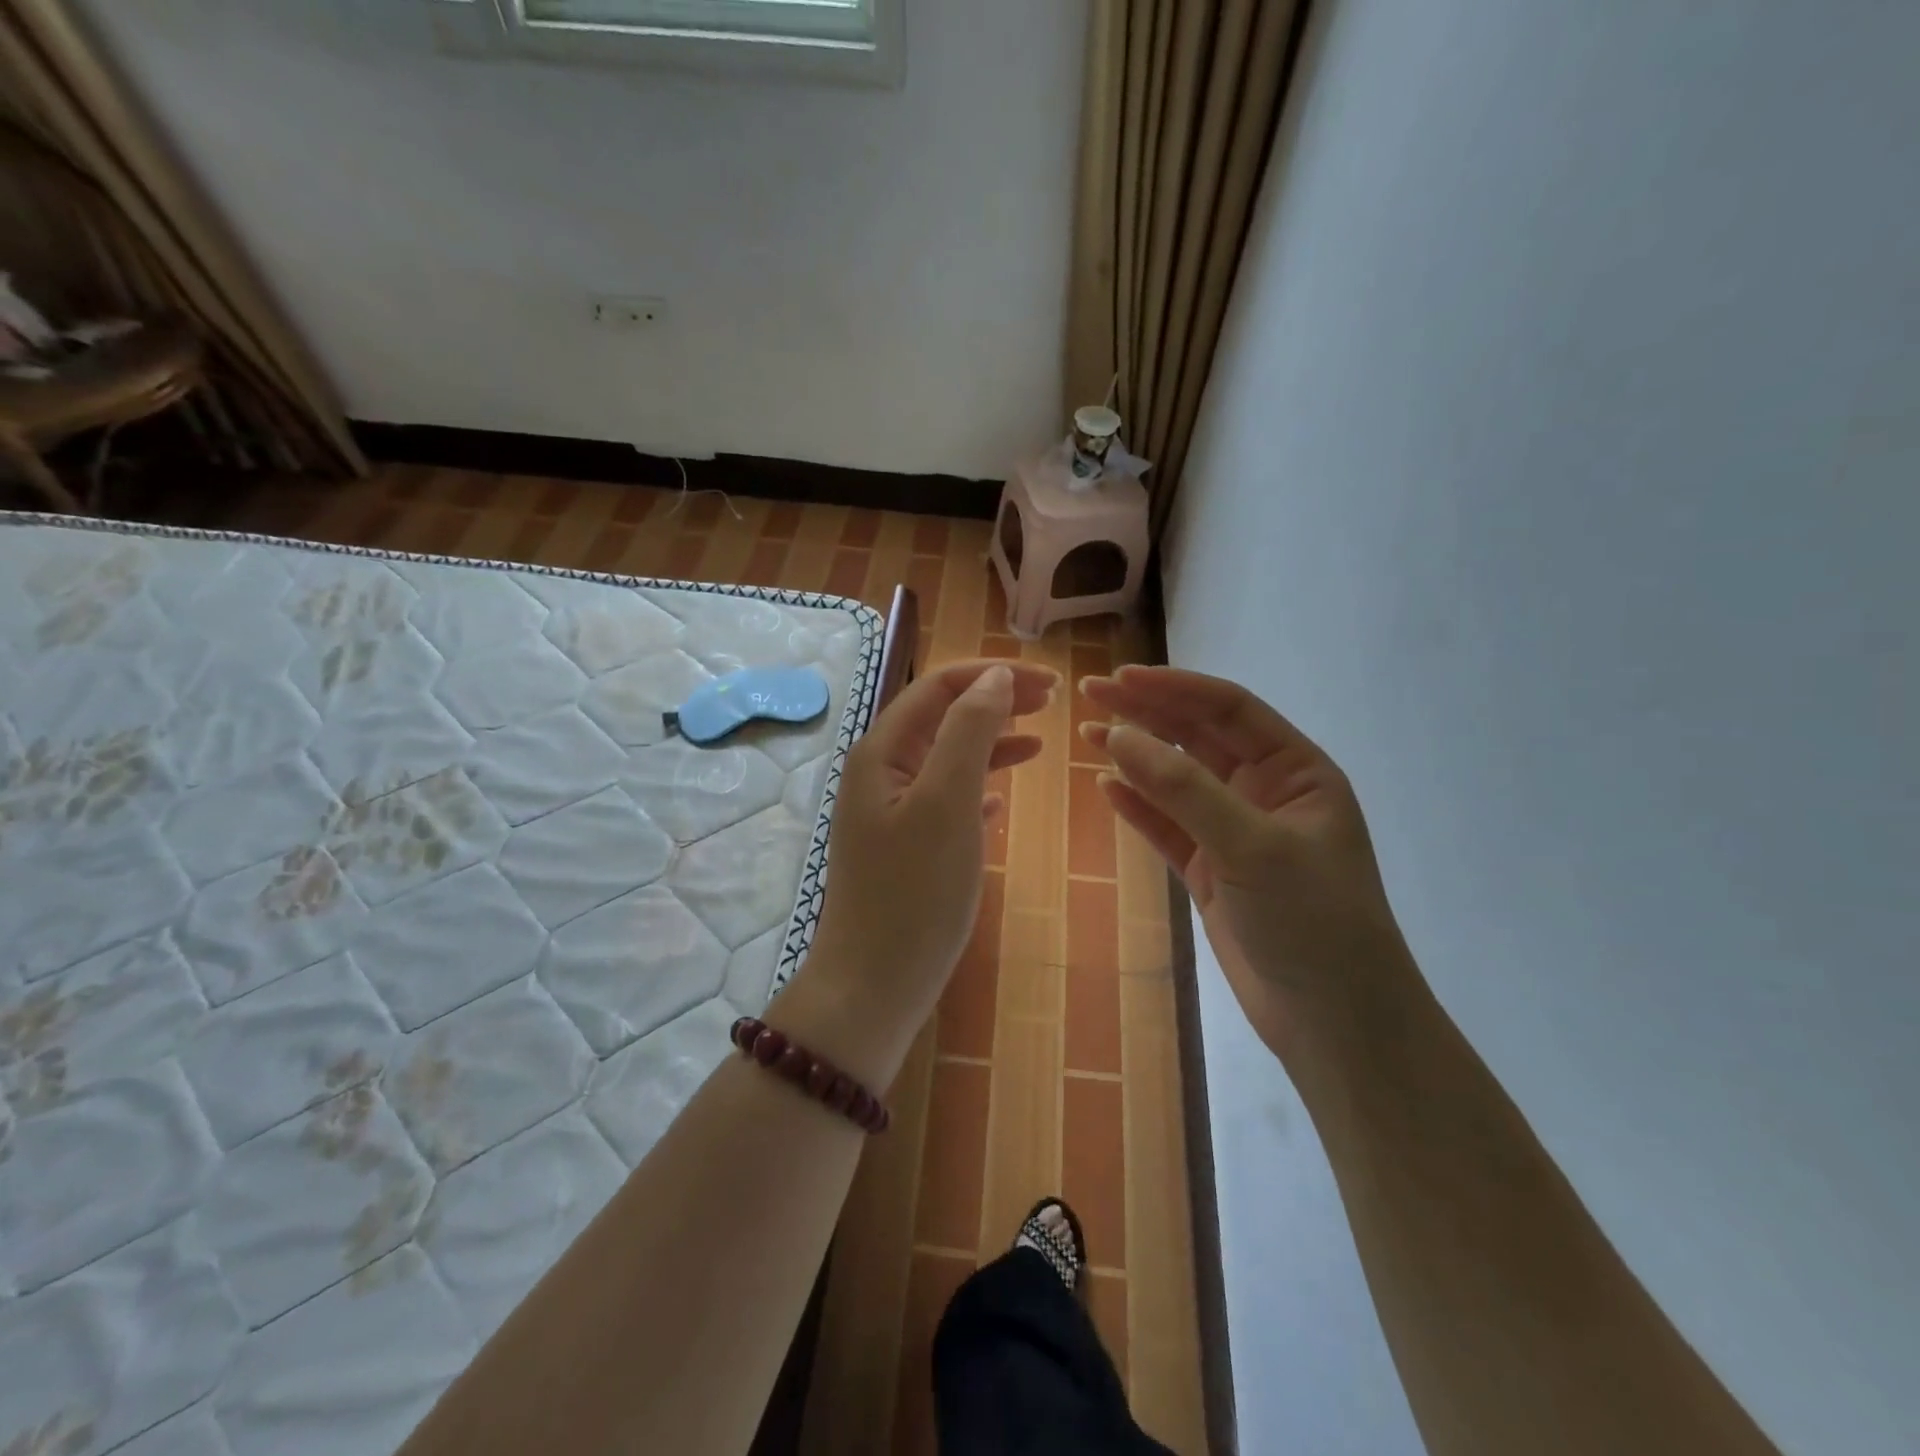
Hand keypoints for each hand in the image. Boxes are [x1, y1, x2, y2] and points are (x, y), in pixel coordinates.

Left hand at [800, 660, 1057, 1067]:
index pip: (939, 687)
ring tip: (1040, 741)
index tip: (1049, 682)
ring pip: (947, 758)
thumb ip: (969, 732)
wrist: (874, 985)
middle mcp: (880, 772)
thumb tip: (993, 676)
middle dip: (995, 701)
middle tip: (1051, 701)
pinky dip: (978, 787)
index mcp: (881, 752)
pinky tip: (1003, 799)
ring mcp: (891, 811)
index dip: (993, 675)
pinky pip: (947, 799)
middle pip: (943, 717)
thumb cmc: (914, 892)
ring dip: (992, 742)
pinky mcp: (906, 846)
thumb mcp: (946, 802)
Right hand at [1081, 666, 1420, 1064]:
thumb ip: (1184, 789)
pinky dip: (1138, 807)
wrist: (1336, 1024)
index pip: (1229, 709)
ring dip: (1135, 757)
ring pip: (1177, 781)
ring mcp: (1235, 833)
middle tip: (1091, 695)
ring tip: (1087, 735)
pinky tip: (1106, 787)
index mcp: (1296, 771)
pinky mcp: (1211, 871)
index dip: (1173, 688)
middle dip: (1146, 714)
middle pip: (1198, 738)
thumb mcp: (1252, 846)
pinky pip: (1168, 827)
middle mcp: (1265, 792)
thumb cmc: (1313, 922)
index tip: (1120, 679)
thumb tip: (1118, 735)